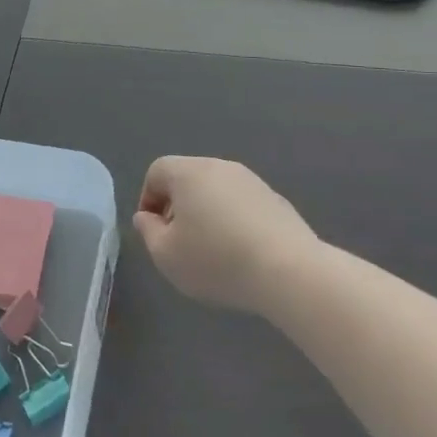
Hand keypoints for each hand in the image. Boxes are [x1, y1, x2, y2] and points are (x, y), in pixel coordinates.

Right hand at [133, 157, 319, 315]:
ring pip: (216, 191)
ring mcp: (251, 181)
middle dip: (177, 206)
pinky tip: (241, 253)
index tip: (153, 230)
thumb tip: (148, 217)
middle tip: (178, 241)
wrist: (288, 270)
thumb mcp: (166, 254)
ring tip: (211, 250)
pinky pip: (242, 205)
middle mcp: (220, 166)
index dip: (148, 199)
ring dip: (207, 213)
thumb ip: (148, 232)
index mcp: (189, 172)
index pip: (157, 171)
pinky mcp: (275, 200)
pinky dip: (234, 221)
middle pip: (187, 178)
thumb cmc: (216, 259)